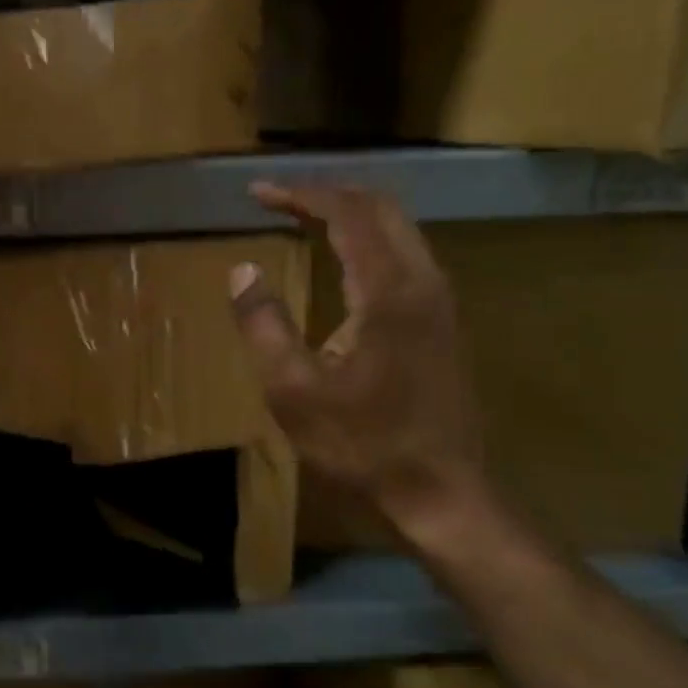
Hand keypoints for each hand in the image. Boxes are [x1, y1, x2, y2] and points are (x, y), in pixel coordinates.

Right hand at [229, 183, 483, 529]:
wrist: (444, 495)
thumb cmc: (363, 444)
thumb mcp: (294, 391)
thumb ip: (264, 324)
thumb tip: (243, 270)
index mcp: (388, 291)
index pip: (347, 213)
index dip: (300, 195)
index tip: (258, 193)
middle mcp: (423, 281)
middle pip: (381, 207)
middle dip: (328, 193)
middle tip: (280, 199)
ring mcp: (440, 301)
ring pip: (399, 228)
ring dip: (351, 213)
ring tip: (305, 217)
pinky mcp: (443, 322)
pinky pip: (406, 254)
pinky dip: (369, 238)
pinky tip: (344, 259)